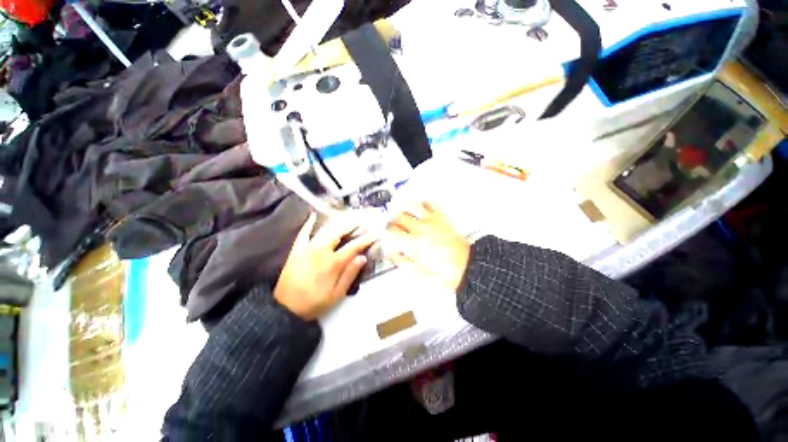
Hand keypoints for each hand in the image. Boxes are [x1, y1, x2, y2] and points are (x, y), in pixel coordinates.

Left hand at [274, 213, 376, 320]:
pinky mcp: (296, 250)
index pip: (353, 247)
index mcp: (332, 263)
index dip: (365, 239)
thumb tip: (362, 257)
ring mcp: (307, 248)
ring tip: (347, 217)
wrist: (285, 308)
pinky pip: (302, 233)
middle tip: (362, 220)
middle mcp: (320, 251)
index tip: (375, 233)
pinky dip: (308, 223)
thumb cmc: (314, 303)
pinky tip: (313, 215)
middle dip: (352, 224)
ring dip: (337, 222)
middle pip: (339, 232)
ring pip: (324, 230)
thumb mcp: (336, 294)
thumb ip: (350, 274)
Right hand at [385, 202, 469, 291]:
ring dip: (404, 210)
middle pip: (398, 217)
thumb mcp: (416, 271)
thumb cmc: (443, 270)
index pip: (391, 231)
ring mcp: (431, 220)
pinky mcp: (440, 217)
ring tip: (404, 217)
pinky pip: (428, 203)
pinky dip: (421, 204)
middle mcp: (421, 228)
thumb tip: (392, 252)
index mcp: (414, 242)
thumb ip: (400, 260)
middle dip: (393, 223)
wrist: (464, 265)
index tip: (387, 236)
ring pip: (411, 206)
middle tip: (395, 228)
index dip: (386, 233)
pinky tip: (419, 211)